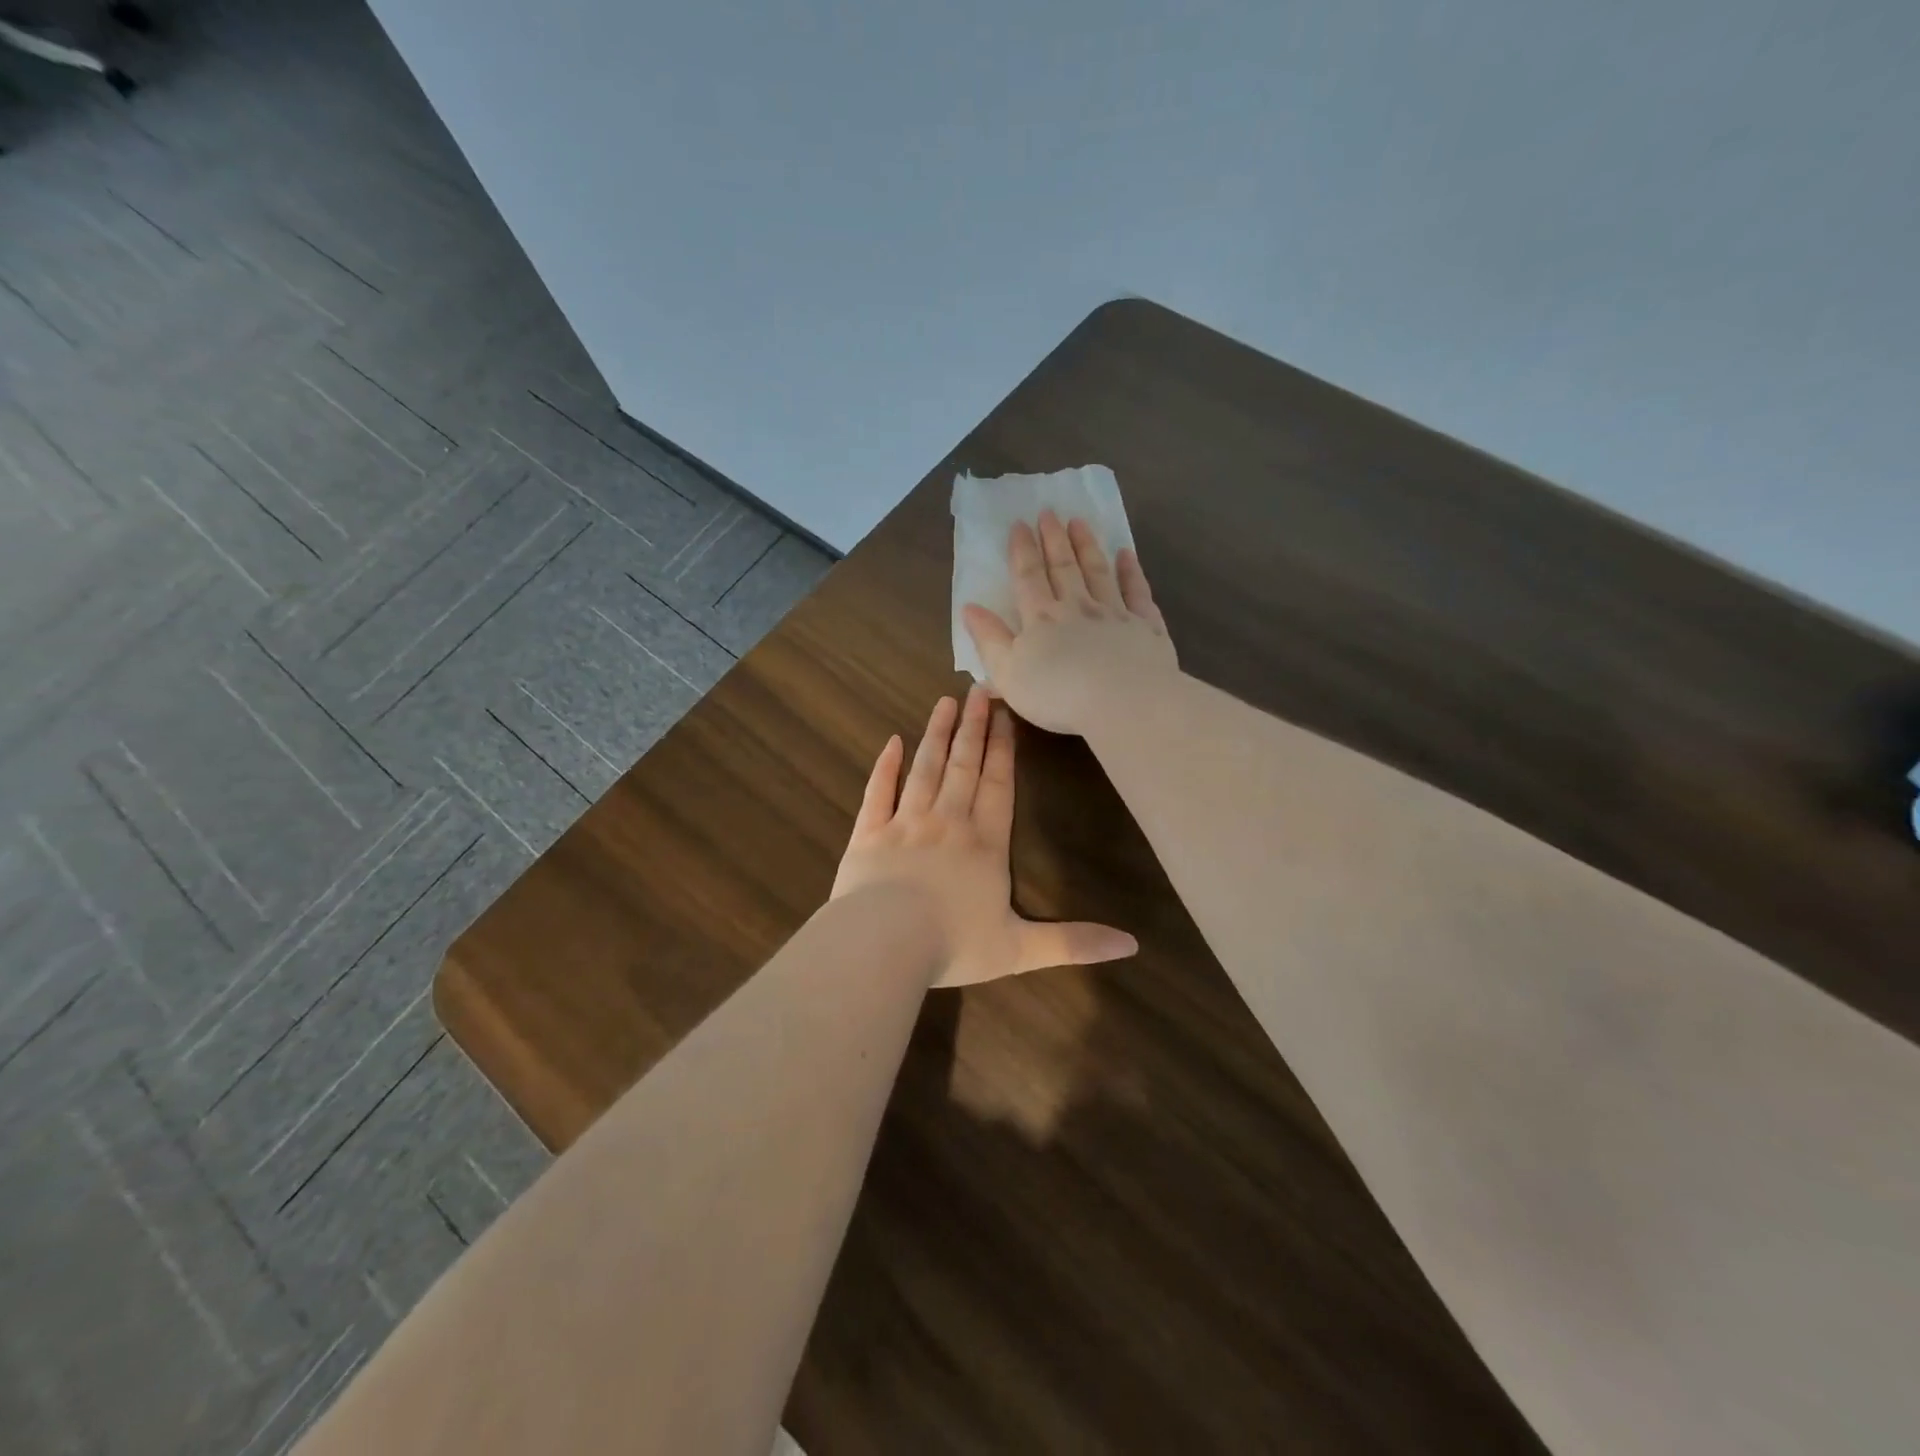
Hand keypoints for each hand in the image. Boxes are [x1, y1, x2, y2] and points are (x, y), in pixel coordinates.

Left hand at [832, 686, 1137, 987]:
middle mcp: (947, 822)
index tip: (1004, 714)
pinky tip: (892, 742)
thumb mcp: (1020, 949)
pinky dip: (885, 766)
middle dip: (973, 727)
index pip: (998, 786)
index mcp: (984, 844)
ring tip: (944, 702)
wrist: (883, 944)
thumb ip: (1073, 942)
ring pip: (925, 768)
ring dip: (936, 734)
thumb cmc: (953, 944)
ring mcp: (904, 823)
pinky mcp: (868, 833)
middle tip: (977, 689)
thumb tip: (1132, 945)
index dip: (1003, 749)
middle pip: (963, 766)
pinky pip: (878, 791)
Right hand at [961, 510, 1179, 736]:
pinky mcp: (1146, 628)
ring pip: (1099, 572)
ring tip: (1080, 522)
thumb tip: (970, 607)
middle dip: (1054, 539)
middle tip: (1049, 512)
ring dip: (1087, 546)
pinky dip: (1131, 572)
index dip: (1022, 550)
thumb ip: (989, 639)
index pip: (1028, 577)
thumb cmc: (1058, 695)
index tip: (1019, 524)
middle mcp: (1078, 608)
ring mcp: (1115, 614)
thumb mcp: (1008, 673)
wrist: (1123, 702)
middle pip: (1064, 567)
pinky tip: (1127, 555)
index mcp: (1042, 619)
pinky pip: (1137, 593)